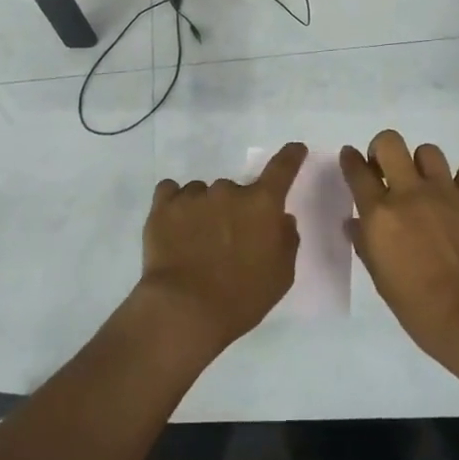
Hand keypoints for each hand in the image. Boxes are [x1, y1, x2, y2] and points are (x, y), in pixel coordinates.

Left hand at [137, 142, 307, 356]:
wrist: (184, 310)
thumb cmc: (242, 297)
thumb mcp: (281, 275)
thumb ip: (286, 240)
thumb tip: (281, 219)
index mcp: (262, 204)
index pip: (282, 169)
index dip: (291, 157)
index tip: (295, 149)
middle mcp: (229, 190)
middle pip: (236, 190)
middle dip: (235, 209)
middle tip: (228, 240)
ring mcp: (194, 196)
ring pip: (204, 192)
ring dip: (205, 209)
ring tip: (195, 242)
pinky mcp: (163, 206)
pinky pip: (171, 192)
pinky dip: (176, 205)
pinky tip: (174, 227)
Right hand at [341, 129, 458, 364]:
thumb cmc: (419, 307)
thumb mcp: (381, 279)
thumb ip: (366, 244)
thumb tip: (355, 224)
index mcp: (380, 214)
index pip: (357, 171)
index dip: (351, 159)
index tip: (351, 157)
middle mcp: (410, 193)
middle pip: (390, 143)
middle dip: (383, 149)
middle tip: (387, 169)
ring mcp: (447, 192)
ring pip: (429, 152)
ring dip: (422, 166)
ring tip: (427, 186)